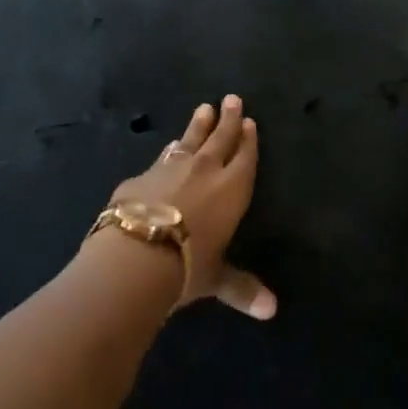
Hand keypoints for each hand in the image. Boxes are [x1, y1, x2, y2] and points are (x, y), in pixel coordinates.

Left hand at [108, 94, 275, 318]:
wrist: (136, 255)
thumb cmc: (188, 266)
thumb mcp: (217, 279)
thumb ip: (242, 288)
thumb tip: (271, 311)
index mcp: (232, 189)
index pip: (245, 157)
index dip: (248, 140)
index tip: (250, 121)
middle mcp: (205, 171)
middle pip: (220, 138)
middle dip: (228, 119)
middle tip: (232, 98)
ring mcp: (171, 168)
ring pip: (190, 140)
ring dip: (198, 125)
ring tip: (203, 109)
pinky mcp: (141, 176)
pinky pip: (162, 158)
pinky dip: (169, 151)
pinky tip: (169, 147)